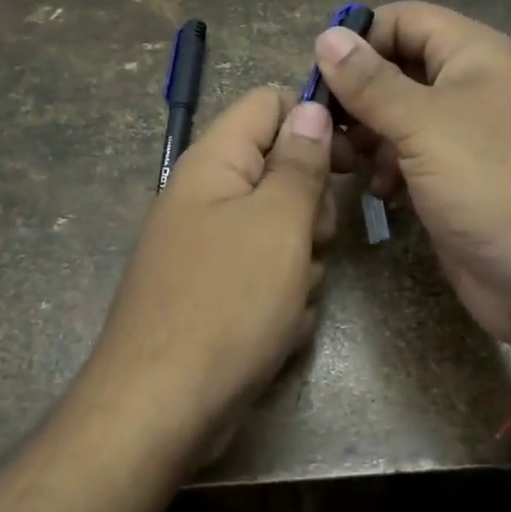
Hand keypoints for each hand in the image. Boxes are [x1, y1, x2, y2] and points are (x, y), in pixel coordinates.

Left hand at [80, 88, 333, 457]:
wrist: (161, 407)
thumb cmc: (227, 304)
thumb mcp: (278, 224)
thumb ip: (299, 162)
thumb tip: (310, 107)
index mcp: (214, 163)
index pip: (269, 103)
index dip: (313, 122)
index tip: (348, 163)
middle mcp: (206, 196)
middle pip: (281, 171)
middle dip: (310, 210)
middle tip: (309, 243)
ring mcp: (208, 247)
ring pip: (282, 230)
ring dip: (301, 262)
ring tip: (289, 298)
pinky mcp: (214, 292)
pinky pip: (266, 275)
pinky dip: (282, 298)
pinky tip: (277, 329)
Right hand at [314, 2, 510, 353]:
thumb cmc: (493, 184)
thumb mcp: (425, 125)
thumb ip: (371, 83)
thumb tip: (327, 36)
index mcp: (474, 55)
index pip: (405, 20)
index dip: (361, 38)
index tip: (318, 74)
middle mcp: (469, 88)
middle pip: (397, 69)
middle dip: (357, 95)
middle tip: (323, 127)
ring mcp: (464, 138)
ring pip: (398, 118)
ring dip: (367, 136)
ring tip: (346, 163)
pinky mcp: (456, 182)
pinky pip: (410, 159)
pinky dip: (388, 169)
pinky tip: (380, 193)